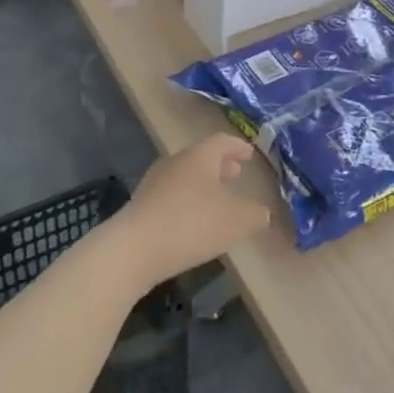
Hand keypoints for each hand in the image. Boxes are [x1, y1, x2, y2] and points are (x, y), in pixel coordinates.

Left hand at [107, 134, 273, 291]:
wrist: (132, 251)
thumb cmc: (191, 224)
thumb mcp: (237, 221)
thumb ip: (255, 215)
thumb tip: (261, 213)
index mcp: (200, 156)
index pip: (222, 141)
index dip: (238, 147)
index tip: (249, 154)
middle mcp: (175, 162)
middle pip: (201, 157)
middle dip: (220, 166)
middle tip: (236, 175)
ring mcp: (154, 184)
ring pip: (185, 177)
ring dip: (203, 185)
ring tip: (217, 202)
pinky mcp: (140, 208)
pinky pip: (171, 197)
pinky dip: (187, 202)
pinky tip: (193, 223)